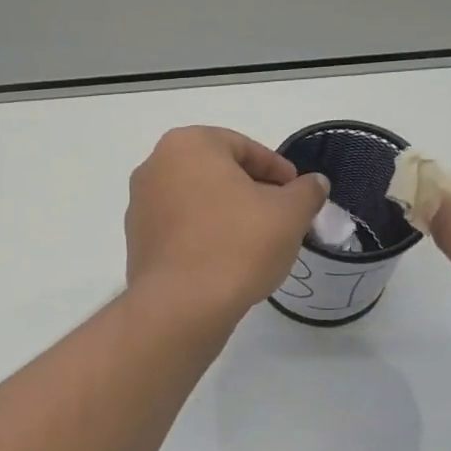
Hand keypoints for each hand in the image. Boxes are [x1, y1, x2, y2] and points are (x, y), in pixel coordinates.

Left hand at [125, 127, 328, 323]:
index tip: (298, 193)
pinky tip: (226, 260)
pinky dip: (204, 235)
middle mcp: (154, 167)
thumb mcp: (289, 213)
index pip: (243, 147)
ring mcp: (139, 205)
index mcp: (187, 145)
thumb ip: (306, 191)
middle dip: (251, 191)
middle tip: (281, 216)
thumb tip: (314, 183)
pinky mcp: (136, 241)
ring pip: (196, 201)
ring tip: (257, 242)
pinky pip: (179, 228)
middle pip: (216, 172)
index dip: (277, 170)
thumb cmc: (237, 245)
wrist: (181, 306)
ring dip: (227, 214)